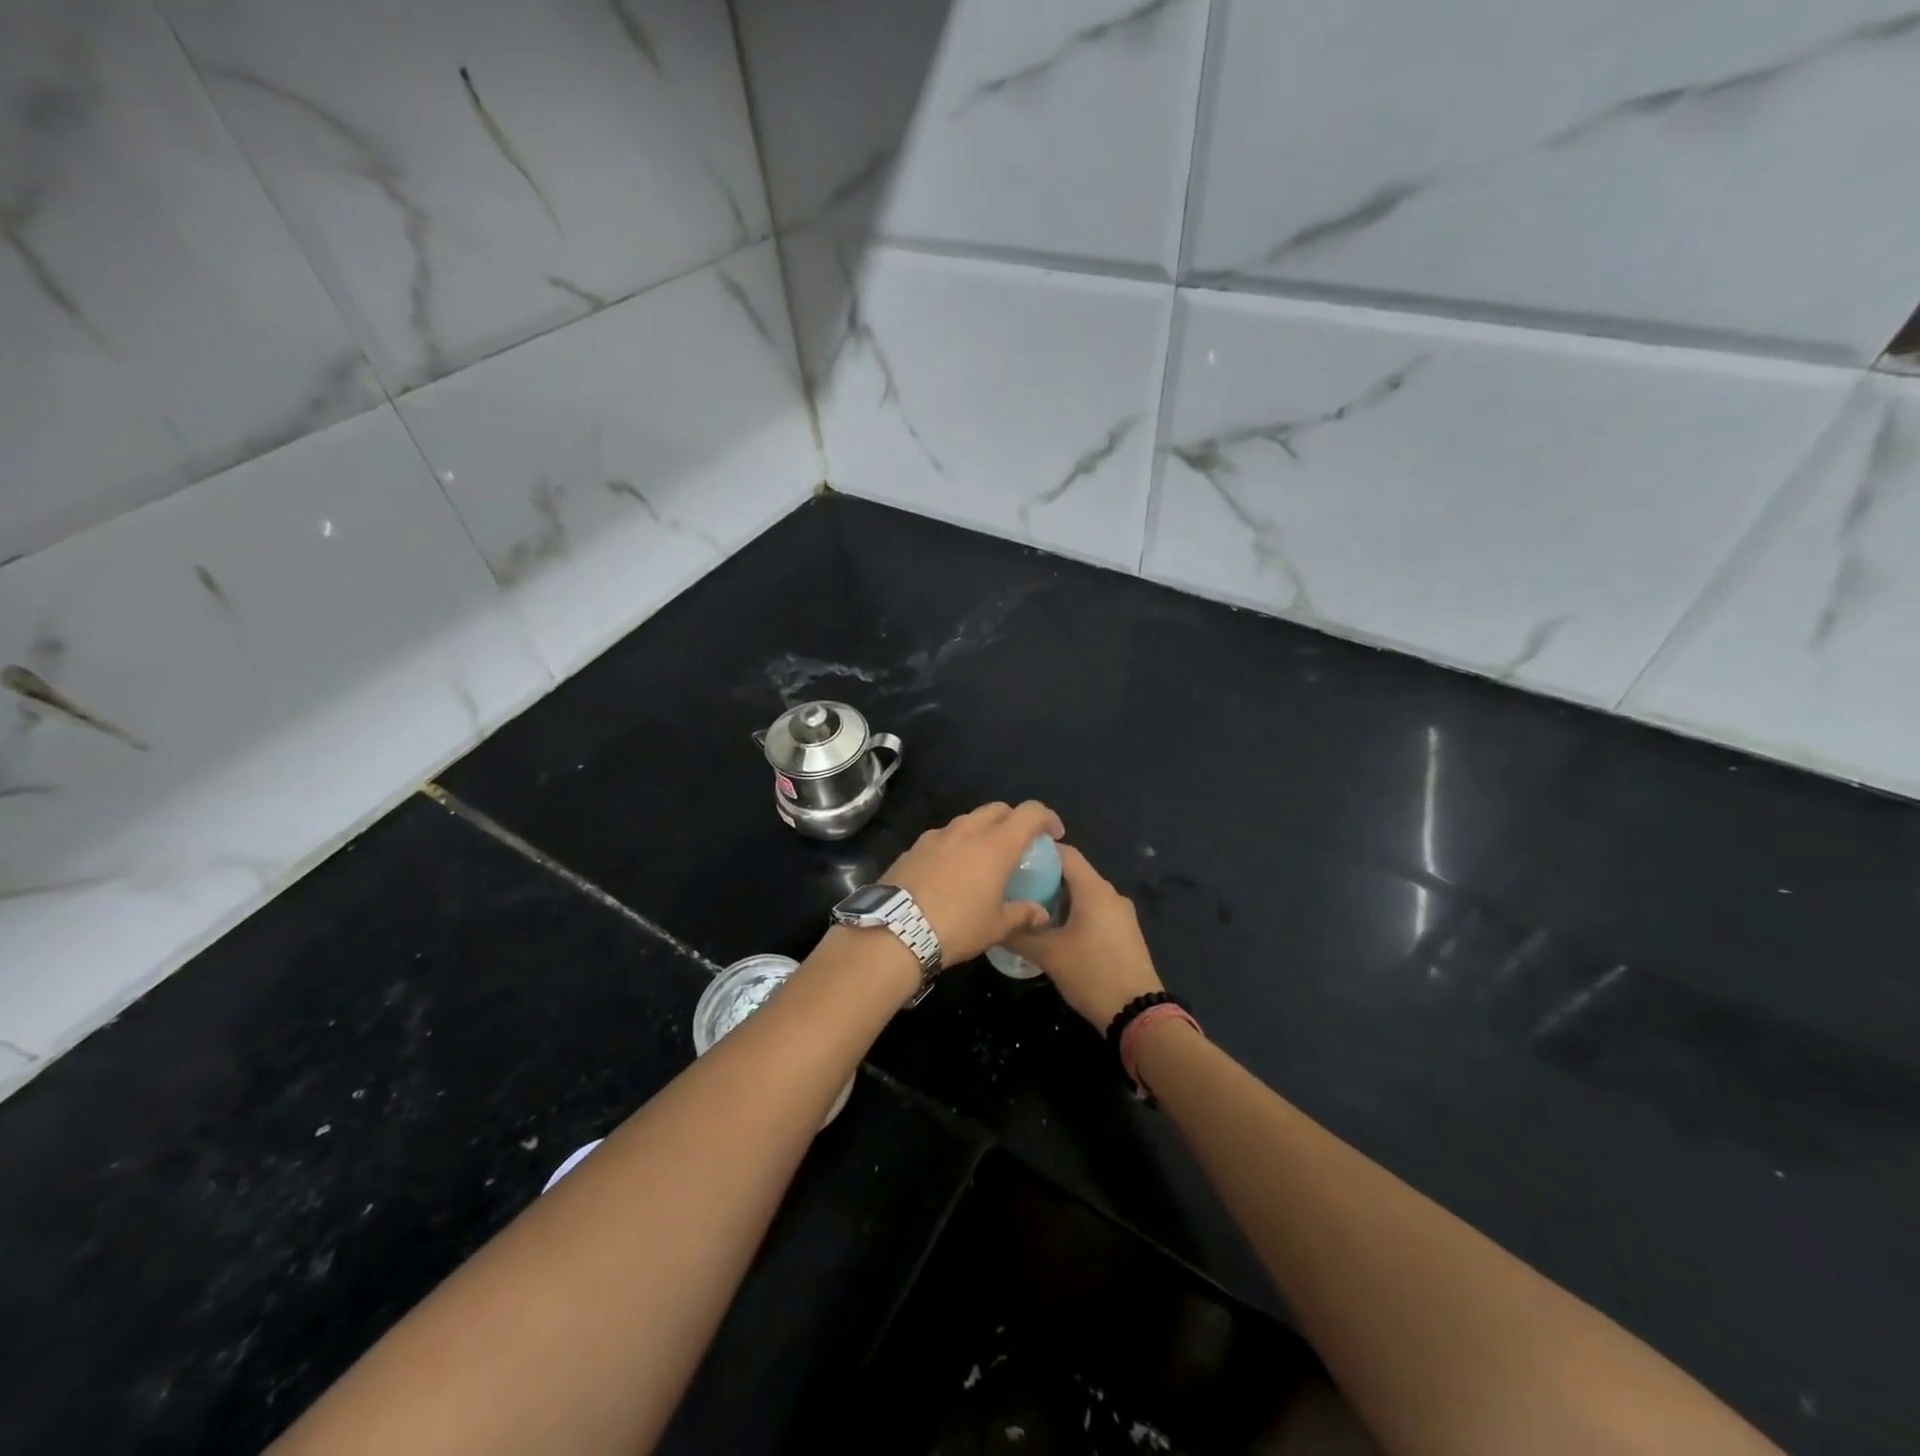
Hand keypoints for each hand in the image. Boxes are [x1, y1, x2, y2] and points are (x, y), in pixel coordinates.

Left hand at [884, 801, 1065, 966]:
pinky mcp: (914, 847)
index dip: (1046, 818)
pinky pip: (943, 837)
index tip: (1054, 834)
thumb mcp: (996, 927)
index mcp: (996, 844)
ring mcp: (936, 836)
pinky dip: (955, 845)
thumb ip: (1023, 914)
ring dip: (982, 830)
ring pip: (968, 821)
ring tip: (984, 857)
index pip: (1030, 813)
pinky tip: (952, 870)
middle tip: (1019, 844)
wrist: (895, 931)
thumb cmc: (957, 926)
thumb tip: (1041, 913)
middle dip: (1013, 819)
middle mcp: (967, 830)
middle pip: (997, 809)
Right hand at [1004, 845, 1162, 1028]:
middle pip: (1075, 873)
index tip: (1014, 856)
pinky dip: (1074, 911)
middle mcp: (1111, 894)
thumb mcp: (1048, 955)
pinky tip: (1055, 928)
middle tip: (1016, 884)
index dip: (1040, 850)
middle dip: (1046, 876)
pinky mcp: (1125, 932)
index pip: (1066, 853)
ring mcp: (1121, 914)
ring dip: (1059, 896)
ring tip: (1029, 906)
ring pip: (1085, 893)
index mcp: (1094, 890)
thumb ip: (1019, 936)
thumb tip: (994, 926)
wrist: (1137, 1013)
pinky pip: (1096, 910)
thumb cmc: (1091, 974)